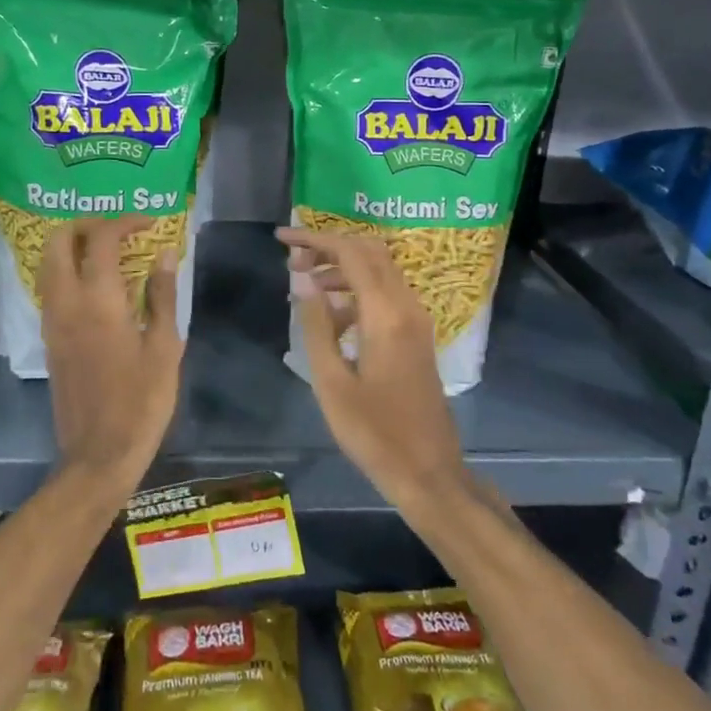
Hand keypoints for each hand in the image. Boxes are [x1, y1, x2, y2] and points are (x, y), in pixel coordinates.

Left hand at [39, 217, 184, 492]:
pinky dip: (69, 269)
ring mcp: (52, 320)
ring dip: (75, 245)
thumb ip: (162, 295)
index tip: (151, 224)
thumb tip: (165, 253)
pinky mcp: (50, 338)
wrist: (99, 454)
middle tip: (121, 230)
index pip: (101, 239)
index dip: (126, 222)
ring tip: (112, 252)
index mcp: (98, 301)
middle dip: (88, 224)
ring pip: (49, 262)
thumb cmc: (142, 401)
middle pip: (59, 240)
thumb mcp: (164, 347)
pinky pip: (52, 286)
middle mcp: (66, 302)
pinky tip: (99, 284)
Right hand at [277, 227, 468, 509]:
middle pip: (369, 252)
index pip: (350, 253)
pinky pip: (386, 294)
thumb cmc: (373, 432)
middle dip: (329, 247)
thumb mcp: (331, 382)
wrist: (428, 471)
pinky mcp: (416, 335)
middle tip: (293, 261)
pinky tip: (330, 316)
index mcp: (385, 314)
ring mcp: (416, 320)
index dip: (314, 239)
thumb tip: (303, 281)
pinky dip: (357, 290)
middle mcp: (406, 306)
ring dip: (342, 268)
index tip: (282, 239)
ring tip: (303, 285)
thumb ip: (316, 325)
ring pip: (379, 271)